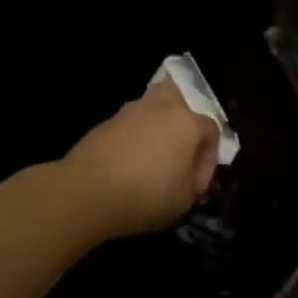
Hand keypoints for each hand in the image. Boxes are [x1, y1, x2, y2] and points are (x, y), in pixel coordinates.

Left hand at [62, 80, 221, 239]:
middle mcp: (160, 109)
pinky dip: (132, 139)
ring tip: (151, 158)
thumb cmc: (146, 195)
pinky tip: (127, 164)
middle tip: (179, 148)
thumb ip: (194, 183)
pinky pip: (128, 126)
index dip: (209, 158)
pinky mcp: (104, 124)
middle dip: (183, 118)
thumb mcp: (184, 200)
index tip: (196, 183)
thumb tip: (189, 175)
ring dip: (155, 128)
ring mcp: (128, 113)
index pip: (211, 131)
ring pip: (150, 109)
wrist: (86, 192)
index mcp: (187, 123)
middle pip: (177, 97)